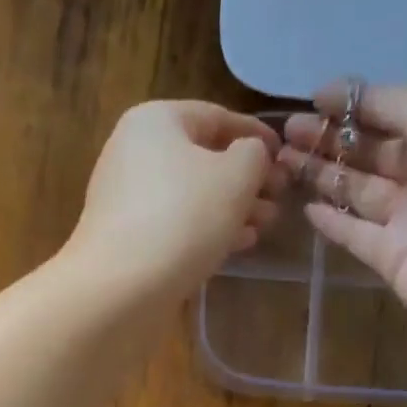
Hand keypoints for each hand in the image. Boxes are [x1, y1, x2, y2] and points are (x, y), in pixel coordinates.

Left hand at [67, 101, 283, 298]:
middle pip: (202, 159)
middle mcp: (133, 153)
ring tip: (264, 226)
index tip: (286, 157)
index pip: (216, 117)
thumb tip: (250, 155)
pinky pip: (175, 225)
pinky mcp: (127, 240)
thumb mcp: (236, 175)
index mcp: (155, 121)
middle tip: (278, 200)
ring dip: (232, 209)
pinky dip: (206, 231)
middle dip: (246, 180)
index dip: (257, 135)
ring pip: (191, 196)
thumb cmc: (183, 218)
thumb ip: (254, 155)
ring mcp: (126, 199)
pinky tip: (236, 246)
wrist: (120, 289)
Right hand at [279, 85, 406, 340]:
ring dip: (322, 173)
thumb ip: (393, 104)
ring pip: (359, 189)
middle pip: (373, 149)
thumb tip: (343, 92)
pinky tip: (305, 207)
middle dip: (330, 137)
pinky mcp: (395, 258)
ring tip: (281, 162)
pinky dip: (332, 221)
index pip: (397, 107)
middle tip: (285, 132)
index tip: (311, 99)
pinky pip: (356, 233)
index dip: (354, 102)